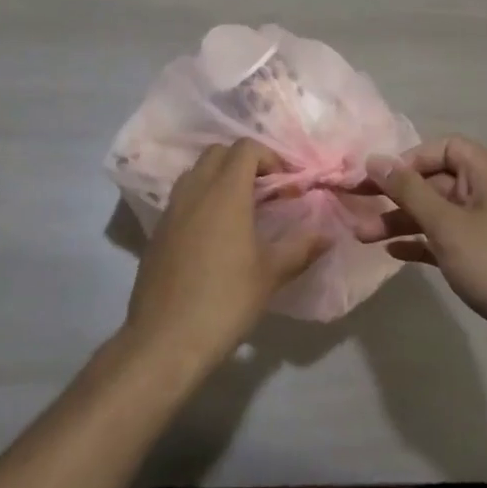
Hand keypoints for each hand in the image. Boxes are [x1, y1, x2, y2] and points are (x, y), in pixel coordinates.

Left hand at [119, 140, 331, 375]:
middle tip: (267, 192)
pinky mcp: (158, 230)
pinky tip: (216, 234)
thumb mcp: (271, 274)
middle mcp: (195, 190)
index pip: (246, 148)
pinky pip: (183, 197)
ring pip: (197, 172)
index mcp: (224, 192)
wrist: (165, 339)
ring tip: (242, 210)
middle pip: (218, 152)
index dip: (270, 158)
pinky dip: (202, 199)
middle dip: (245, 162)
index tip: (287, 185)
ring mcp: (171, 209)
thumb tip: (328, 233)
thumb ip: (301, 247)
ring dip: (221, 178)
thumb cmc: (225, 301)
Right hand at [366, 137, 486, 367]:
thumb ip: (409, 191)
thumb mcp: (448, 225)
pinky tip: (392, 253)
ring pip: (438, 214)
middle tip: (356, 204)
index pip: (446, 148)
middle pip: (436, 182)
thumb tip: (376, 159)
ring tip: (363, 237)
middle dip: (397, 194)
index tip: (383, 178)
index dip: (412, 158)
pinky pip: (447, 240)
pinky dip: (421, 243)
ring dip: (402, 221)